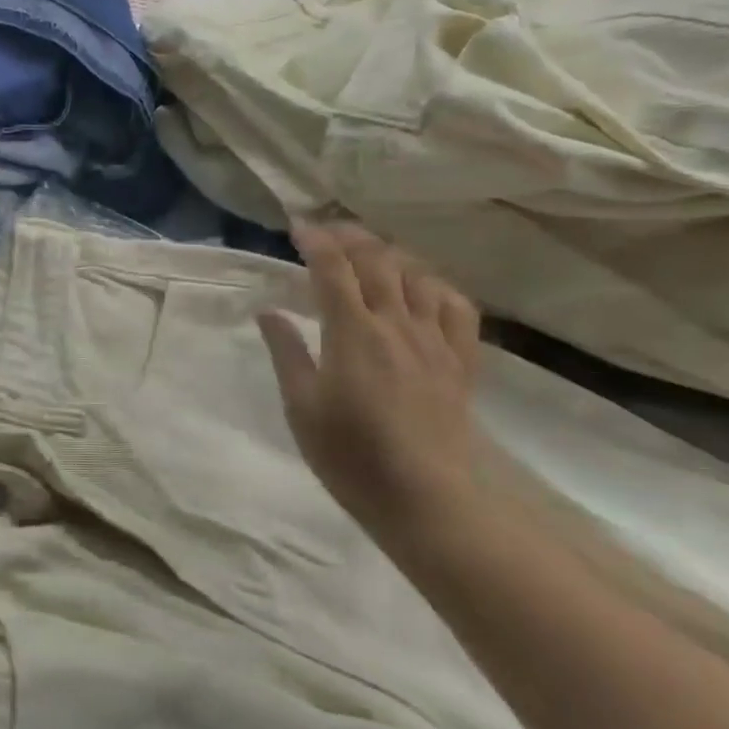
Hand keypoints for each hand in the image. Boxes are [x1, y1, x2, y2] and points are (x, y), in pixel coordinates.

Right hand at [258, 223, 481, 546]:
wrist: (426, 500)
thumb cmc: (351, 456)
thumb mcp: (302, 407)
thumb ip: (286, 352)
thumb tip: (268, 311)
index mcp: (352, 332)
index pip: (333, 268)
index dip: (315, 241)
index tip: (297, 227)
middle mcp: (396, 324)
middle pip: (377, 262)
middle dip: (351, 237)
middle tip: (329, 231)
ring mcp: (434, 341)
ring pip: (417, 277)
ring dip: (392, 255)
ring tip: (372, 254)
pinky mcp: (460, 362)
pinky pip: (457, 308)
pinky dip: (437, 287)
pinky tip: (423, 290)